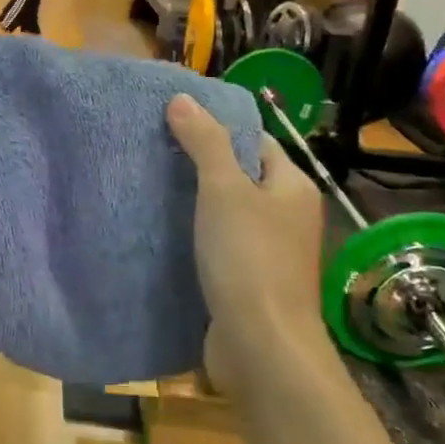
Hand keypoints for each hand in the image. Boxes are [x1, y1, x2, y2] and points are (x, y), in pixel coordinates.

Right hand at [166, 94, 332, 393]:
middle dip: (201, 165)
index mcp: (293, 187)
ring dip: (195, 203)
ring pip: (228, 214)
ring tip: (151, 186)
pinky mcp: (249, 281)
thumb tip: (182, 98)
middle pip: (242, 177)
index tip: (176, 122)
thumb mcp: (224, 190)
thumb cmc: (249, 258)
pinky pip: (221, 245)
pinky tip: (163, 231)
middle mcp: (288, 216)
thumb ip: (205, 142)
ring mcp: (270, 252)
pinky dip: (196, 236)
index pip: (257, 142)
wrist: (261, 345)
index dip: (220, 129)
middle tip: (154, 152)